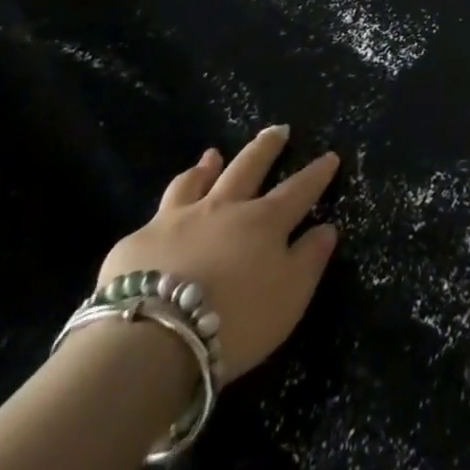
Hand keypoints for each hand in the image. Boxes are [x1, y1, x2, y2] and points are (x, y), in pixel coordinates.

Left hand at [94, 125, 339, 383]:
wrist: (154, 339)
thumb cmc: (235, 321)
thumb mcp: (289, 298)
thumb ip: (309, 260)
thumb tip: (327, 228)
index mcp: (263, 222)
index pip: (298, 190)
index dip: (316, 174)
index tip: (330, 156)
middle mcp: (223, 208)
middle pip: (248, 168)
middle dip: (266, 148)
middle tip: (277, 130)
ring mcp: (178, 219)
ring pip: (196, 182)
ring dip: (207, 167)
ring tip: (211, 155)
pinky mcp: (139, 242)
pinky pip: (157, 216)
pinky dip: (169, 207)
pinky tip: (163, 215)